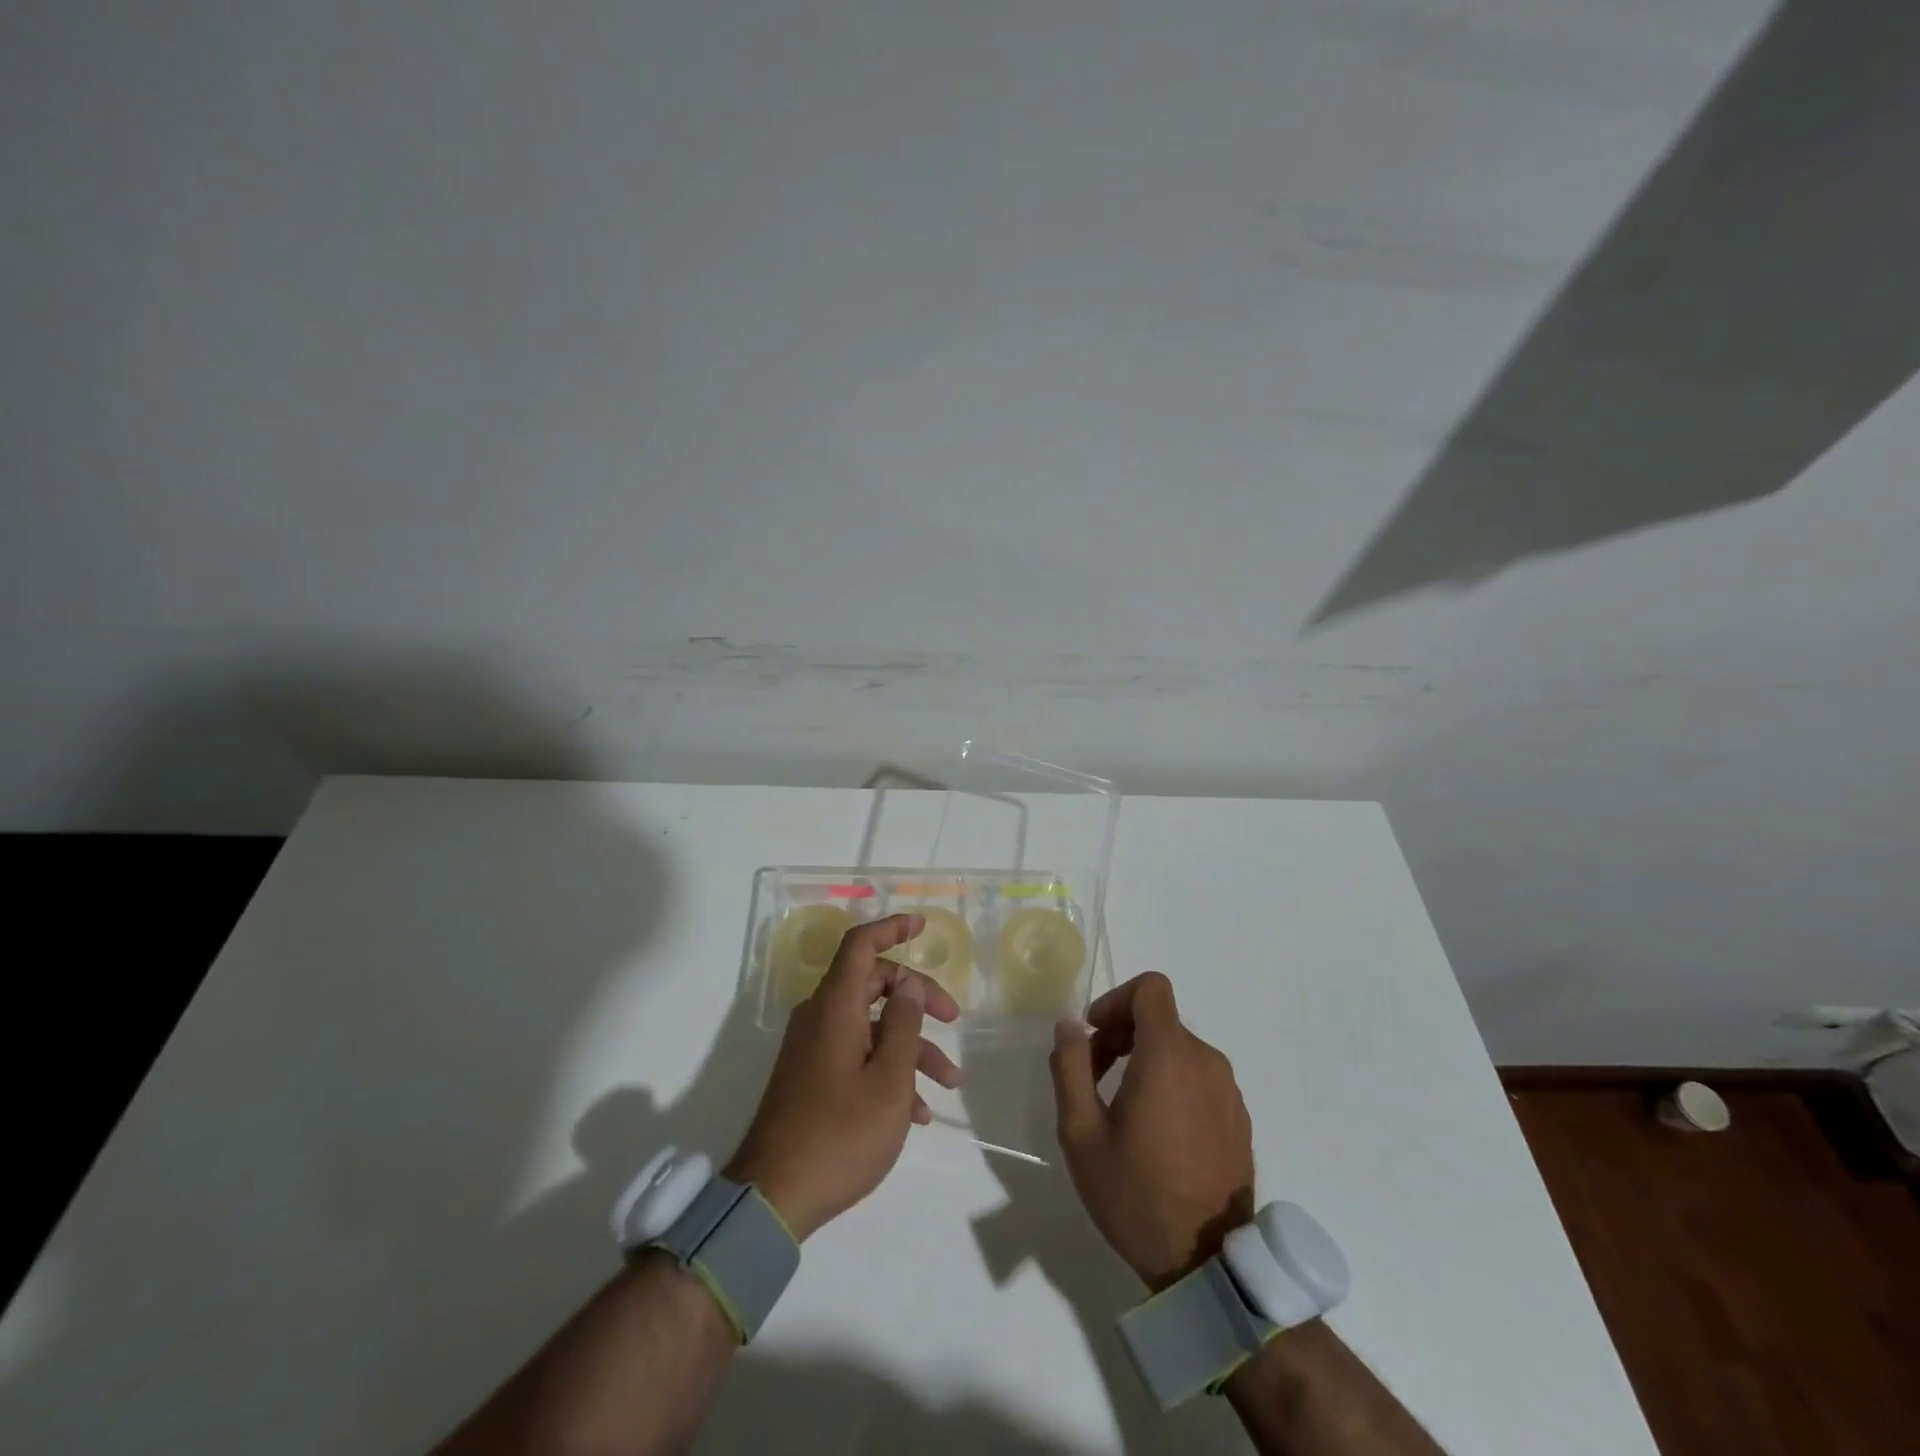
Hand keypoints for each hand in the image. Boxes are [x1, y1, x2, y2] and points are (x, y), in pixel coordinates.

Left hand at [725, 914, 962, 1240]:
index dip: (892, 929)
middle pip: (872, 984)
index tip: (922, 925)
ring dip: (910, 1047)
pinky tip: (915, 1112)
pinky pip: (855, 1057)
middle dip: (917, 998)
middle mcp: (820, 1018)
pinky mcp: (811, 1078)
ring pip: (870, 1027)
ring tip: (948, 1083)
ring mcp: (813, 1049)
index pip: (861, 946)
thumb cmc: (840, 1133)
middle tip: (953, 1018)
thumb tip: (908, 984)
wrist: (772, 1198)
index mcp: (834, 1007)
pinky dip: (887, 1071)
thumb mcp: (888, 1079)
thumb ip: (903, 1024)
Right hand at [1049, 971, 1254, 1290]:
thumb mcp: (1081, 1133)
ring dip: (1145, 1060)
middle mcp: (1206, 1062)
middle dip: (1122, 1034)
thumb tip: (1070, 1025)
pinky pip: (1199, 1078)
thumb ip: (1070, 1067)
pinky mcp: (1239, 1119)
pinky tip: (1156, 1133)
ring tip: (1121, 1111)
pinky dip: (1172, 1084)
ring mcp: (1229, 1091)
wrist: (1209, 1267)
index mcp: (1170, 1056)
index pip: (1151, 988)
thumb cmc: (1136, 1195)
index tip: (1094, 1035)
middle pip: (1160, 1019)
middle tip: (1094, 1078)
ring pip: (1179, 1049)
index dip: (1116, 999)